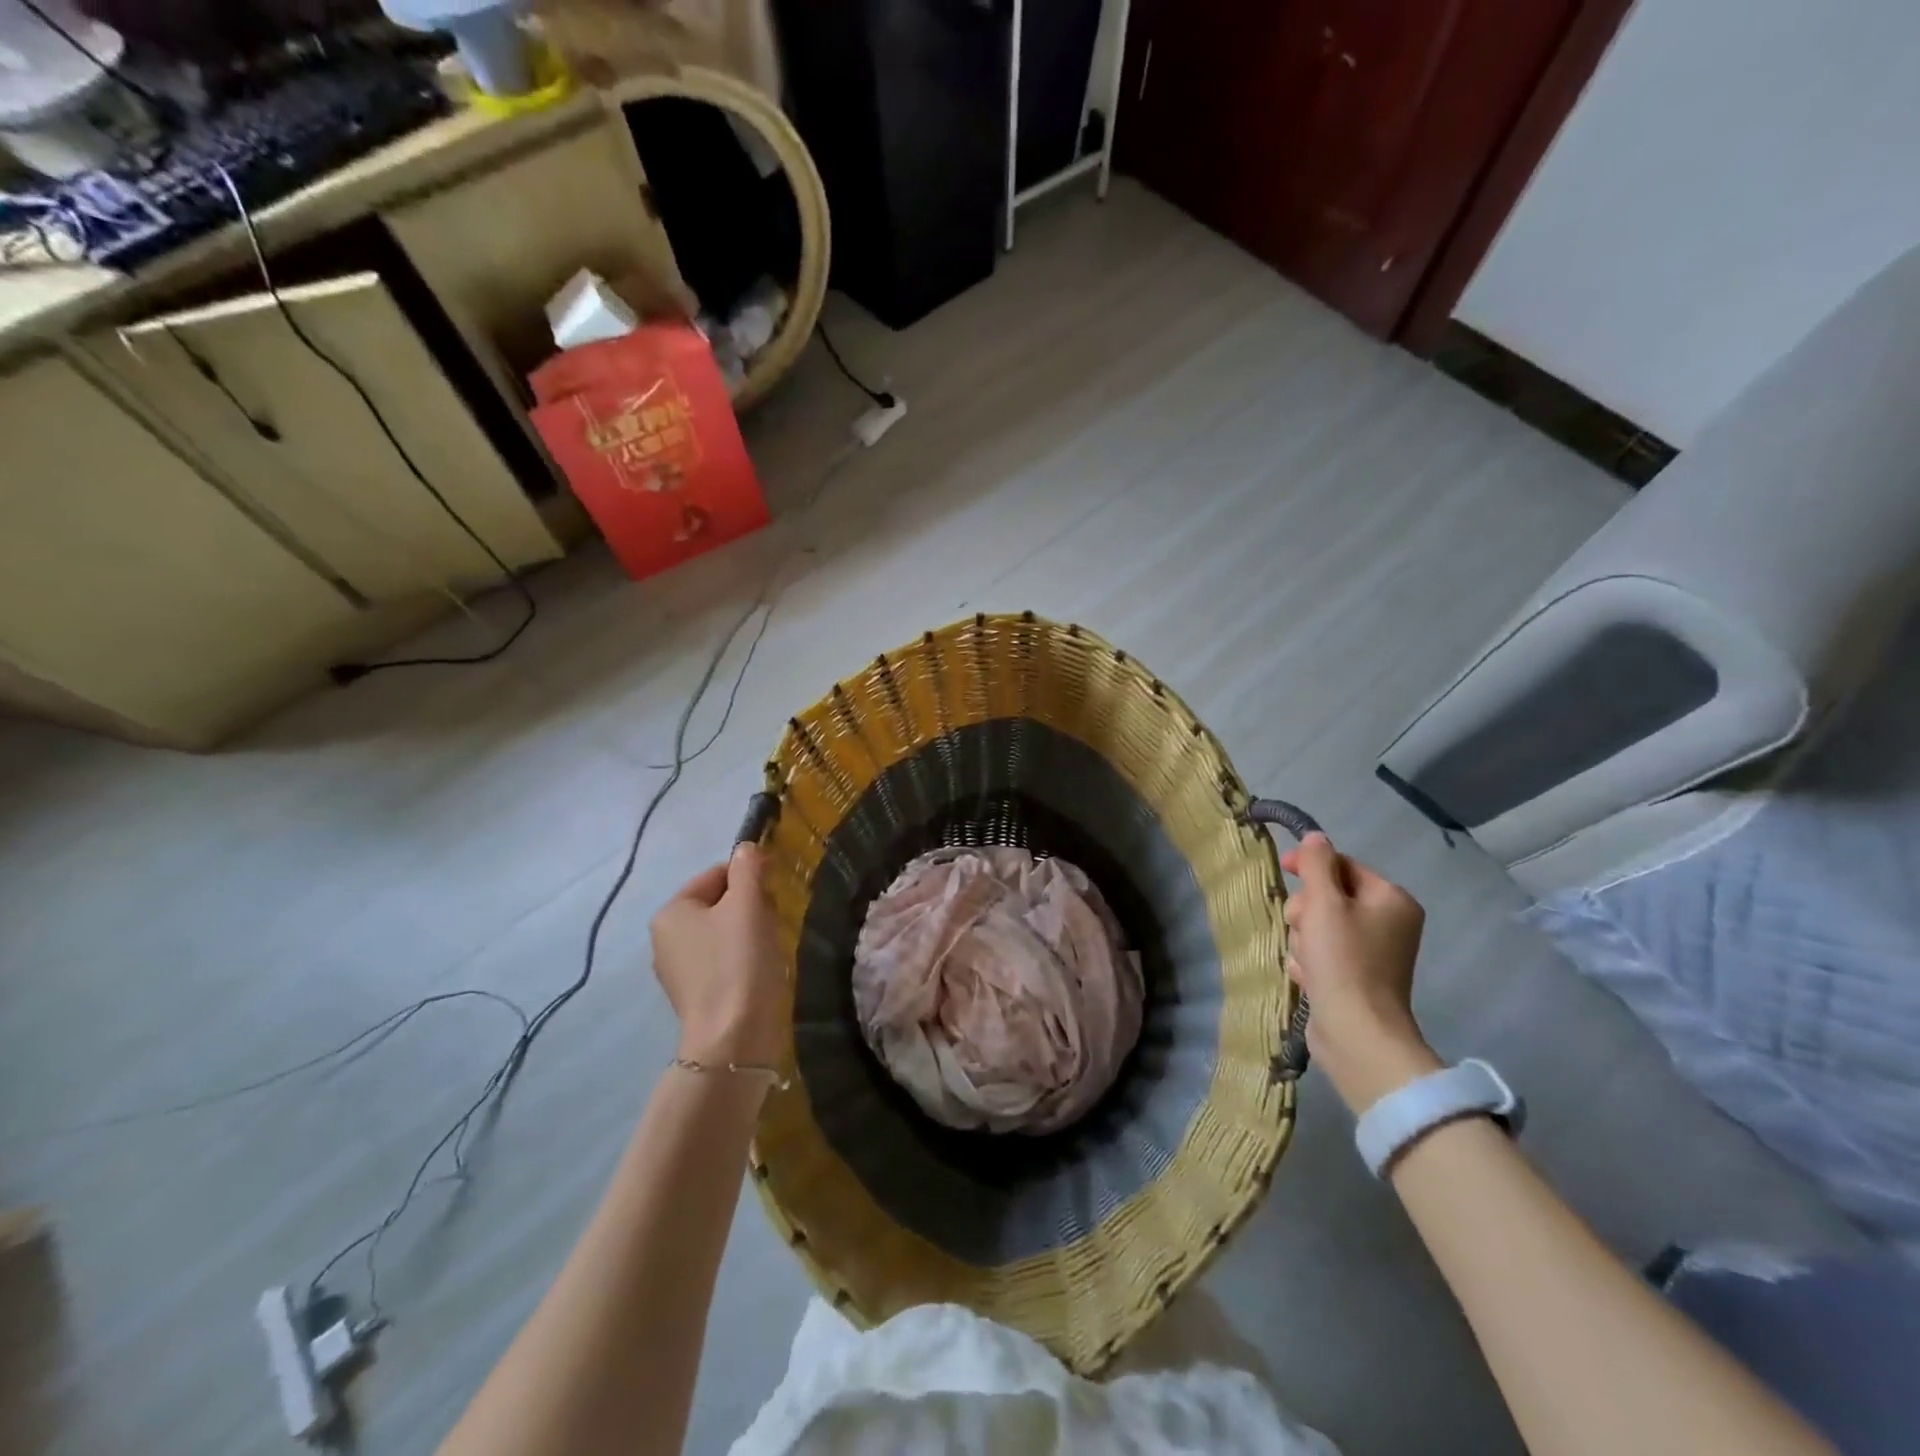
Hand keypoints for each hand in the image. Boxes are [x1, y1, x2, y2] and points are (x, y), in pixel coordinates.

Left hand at [650, 845, 786, 1065]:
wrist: (733, 1038)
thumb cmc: (738, 962)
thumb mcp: (747, 905)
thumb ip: (748, 870)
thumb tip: (747, 847)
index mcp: (671, 912)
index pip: (715, 874)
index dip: (748, 876)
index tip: (774, 891)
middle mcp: (665, 938)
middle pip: (717, 903)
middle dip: (748, 906)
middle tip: (773, 920)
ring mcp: (678, 970)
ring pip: (722, 932)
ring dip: (748, 932)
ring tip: (769, 946)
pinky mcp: (695, 996)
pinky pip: (722, 961)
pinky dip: (742, 958)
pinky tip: (759, 969)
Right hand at [1279, 833, 1438, 1114]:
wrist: (1357, 1033)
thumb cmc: (1343, 961)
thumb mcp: (1324, 903)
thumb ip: (1316, 865)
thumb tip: (1315, 837)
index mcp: (1391, 899)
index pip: (1343, 865)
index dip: (1310, 865)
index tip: (1282, 868)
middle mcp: (1389, 922)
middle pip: (1329, 897)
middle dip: (1306, 911)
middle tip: (1302, 928)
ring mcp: (1374, 953)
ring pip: (1320, 926)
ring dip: (1304, 939)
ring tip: (1307, 961)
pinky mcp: (1356, 978)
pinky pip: (1322, 954)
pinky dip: (1310, 962)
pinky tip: (1309, 977)